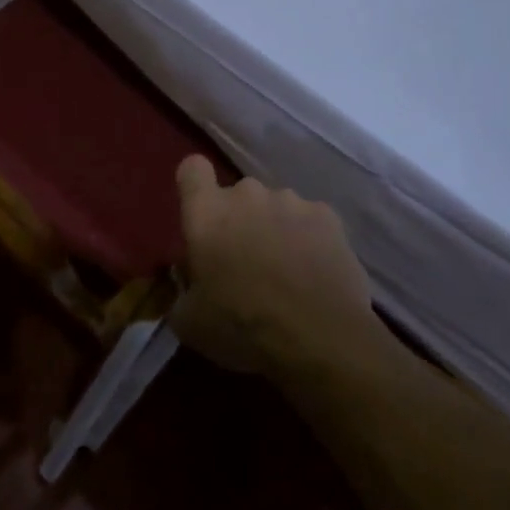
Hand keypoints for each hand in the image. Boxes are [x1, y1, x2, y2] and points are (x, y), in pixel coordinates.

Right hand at [172, 155, 379, 379]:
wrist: (319, 340)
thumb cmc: (242, 328)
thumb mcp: (188, 320)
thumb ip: (182, 287)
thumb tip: (189, 275)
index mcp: (207, 213)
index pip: (192, 169)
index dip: (195, 186)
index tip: (202, 216)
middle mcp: (247, 194)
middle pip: (237, 195)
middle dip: (239, 221)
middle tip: (245, 263)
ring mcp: (291, 201)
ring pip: (275, 207)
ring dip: (274, 229)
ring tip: (286, 272)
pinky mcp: (328, 216)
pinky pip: (309, 220)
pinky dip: (308, 239)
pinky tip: (314, 273)